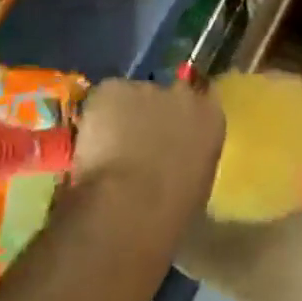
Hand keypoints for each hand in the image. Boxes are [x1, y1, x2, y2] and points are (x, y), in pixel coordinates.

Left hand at [70, 78, 224, 217]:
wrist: (130, 206)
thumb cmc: (170, 212)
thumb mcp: (197, 185)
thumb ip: (190, 157)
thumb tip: (177, 157)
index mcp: (210, 118)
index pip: (203, 98)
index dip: (183, 114)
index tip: (170, 130)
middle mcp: (182, 94)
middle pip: (165, 95)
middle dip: (152, 112)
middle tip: (137, 142)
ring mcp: (146, 88)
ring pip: (130, 97)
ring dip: (122, 117)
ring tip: (109, 150)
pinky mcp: (112, 89)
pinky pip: (104, 99)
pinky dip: (97, 117)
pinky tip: (91, 145)